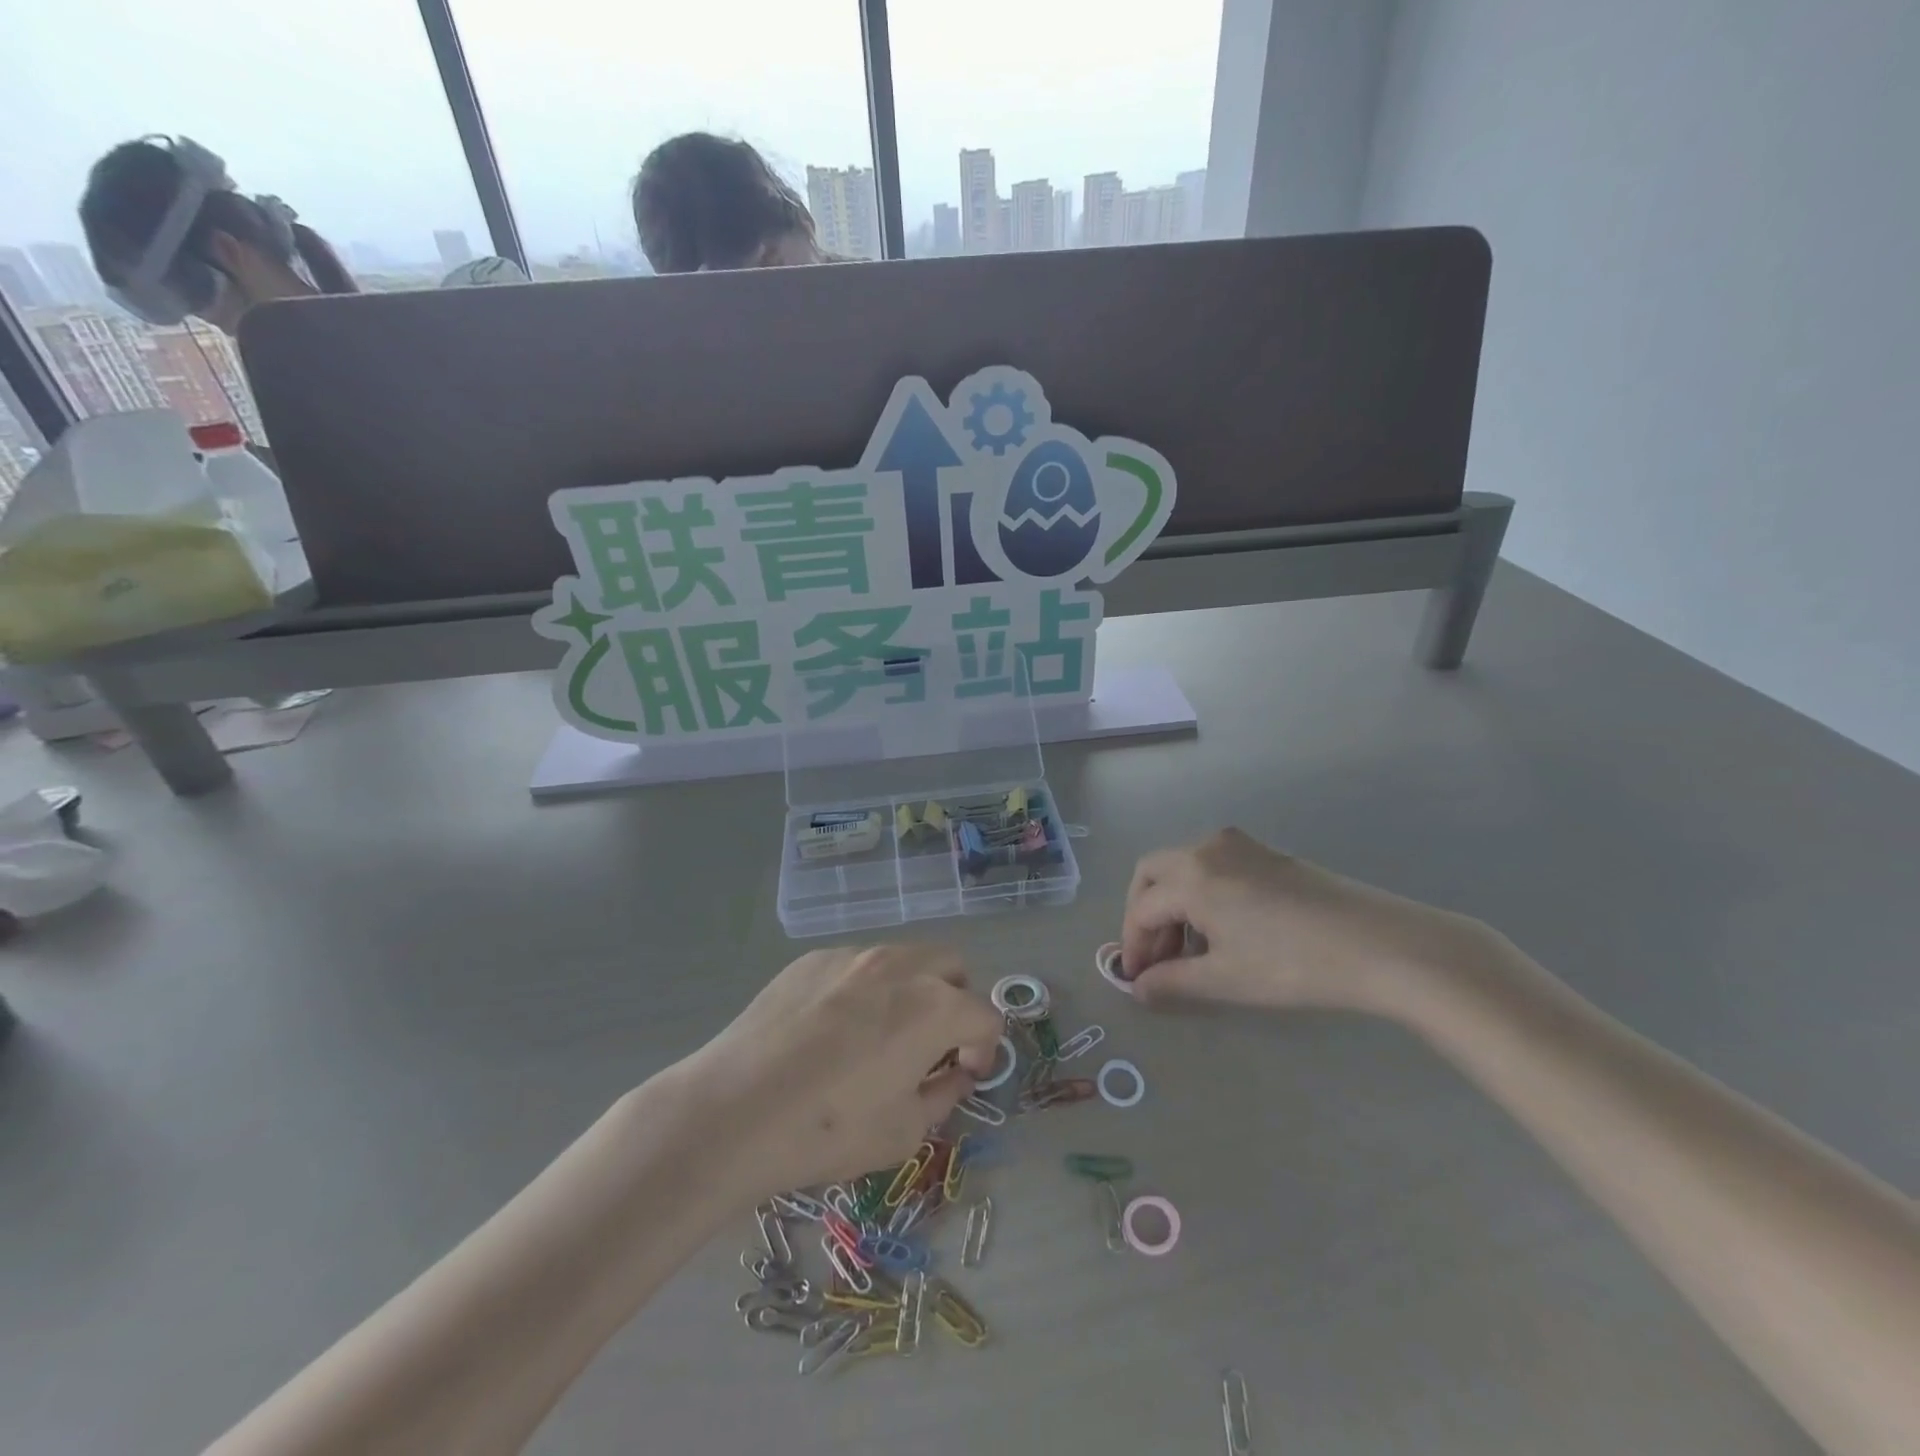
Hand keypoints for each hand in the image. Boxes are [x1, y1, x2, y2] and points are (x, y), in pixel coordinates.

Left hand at [680, 945, 1002, 1196]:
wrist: (734, 1111)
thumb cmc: (829, 1129)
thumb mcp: (904, 1132)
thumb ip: (943, 1095)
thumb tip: (954, 1075)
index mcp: (934, 1005)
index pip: (985, 1015)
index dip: (985, 1049)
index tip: (965, 1075)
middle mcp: (899, 965)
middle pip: (951, 966)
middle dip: (956, 1001)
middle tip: (932, 1044)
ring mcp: (852, 956)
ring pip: (903, 958)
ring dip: (911, 990)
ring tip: (880, 1035)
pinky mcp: (811, 960)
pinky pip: (856, 966)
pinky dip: (864, 989)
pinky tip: (832, 1031)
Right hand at [1118, 828, 1501, 1014]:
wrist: (1382, 945)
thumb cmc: (1294, 964)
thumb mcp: (1226, 980)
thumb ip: (1172, 982)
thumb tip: (1138, 989)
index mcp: (1191, 875)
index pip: (1142, 909)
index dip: (1133, 946)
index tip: (1137, 980)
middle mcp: (1207, 848)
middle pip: (1153, 874)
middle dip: (1145, 914)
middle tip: (1156, 957)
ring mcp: (1240, 845)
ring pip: (1184, 867)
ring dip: (1173, 904)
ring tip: (1192, 950)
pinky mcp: (1268, 853)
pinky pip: (1213, 865)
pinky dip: (1202, 893)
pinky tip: (1225, 930)